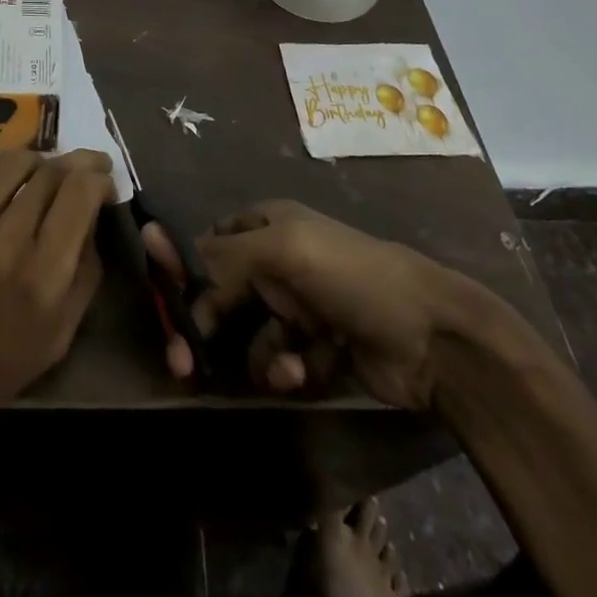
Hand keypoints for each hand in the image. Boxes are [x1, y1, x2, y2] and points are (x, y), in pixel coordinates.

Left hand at [0, 148, 115, 451]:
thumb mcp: (57, 336)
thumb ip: (83, 274)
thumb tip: (90, 218)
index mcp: (47, 275)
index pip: (81, 191)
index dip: (97, 176)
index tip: (100, 180)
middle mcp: (8, 242)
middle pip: (49, 171)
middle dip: (70, 164)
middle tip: (72, 170)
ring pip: (10, 165)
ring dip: (30, 167)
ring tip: (29, 179)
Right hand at [145, 200, 472, 409]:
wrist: (432, 336)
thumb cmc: (350, 274)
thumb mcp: (282, 250)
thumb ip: (222, 256)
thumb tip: (164, 249)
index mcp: (267, 226)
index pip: (209, 246)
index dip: (185, 274)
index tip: (166, 307)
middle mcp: (278, 264)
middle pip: (222, 296)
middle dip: (206, 328)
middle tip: (183, 365)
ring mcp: (298, 309)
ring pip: (249, 336)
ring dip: (260, 354)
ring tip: (285, 365)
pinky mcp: (316, 351)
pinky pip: (280, 362)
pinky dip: (288, 369)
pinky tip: (306, 371)